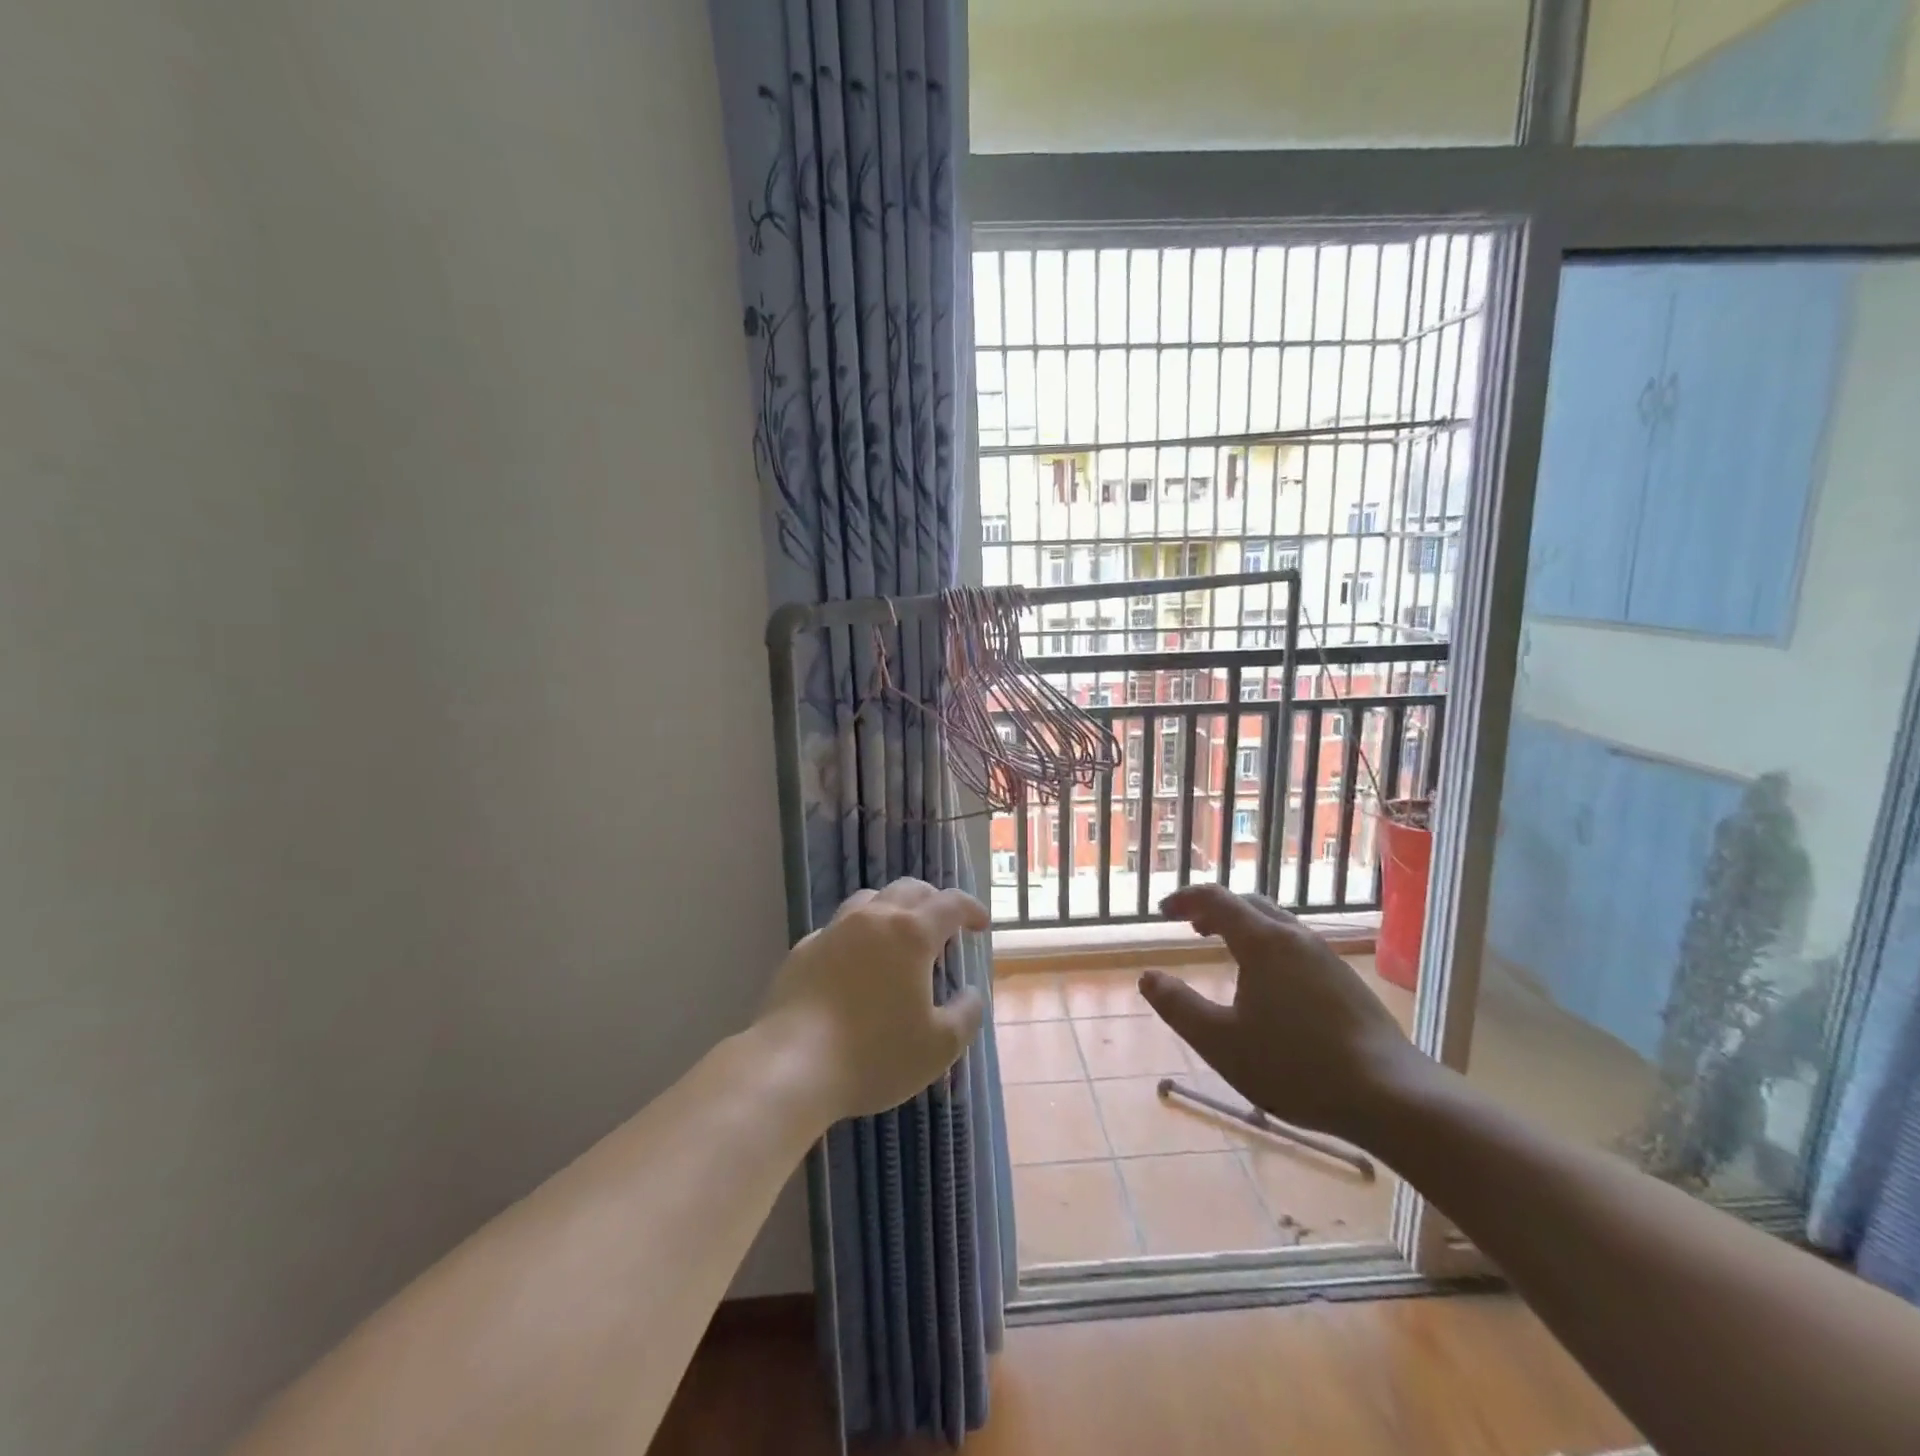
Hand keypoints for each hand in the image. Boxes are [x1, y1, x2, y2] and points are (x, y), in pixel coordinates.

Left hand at [758, 879, 989, 1122]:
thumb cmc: (874, 1054)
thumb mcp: (939, 1047)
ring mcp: (834, 930)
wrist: (792, 1065)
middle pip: (910, 889)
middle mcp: (873, 919)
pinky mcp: (804, 949)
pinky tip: (856, 962)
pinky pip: (838, 928)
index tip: (981, 924)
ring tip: (899, 934)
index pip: (951, 904)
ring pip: (870, 900)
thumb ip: (965, 1015)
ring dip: (893, 908)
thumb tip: (970, 993)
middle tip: (944, 925)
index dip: (971, 909)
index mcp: (911, 934)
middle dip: (933, 901)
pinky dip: (857, 934)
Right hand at [1140, 884, 1419, 1139]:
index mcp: (1262, 942)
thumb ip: (1179, 1007)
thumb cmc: (1296, 1066)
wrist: (1392, 1096)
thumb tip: (1147, 977)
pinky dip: (1268, 945)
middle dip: (1215, 909)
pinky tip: (1269, 982)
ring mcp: (1325, 957)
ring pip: (1276, 924)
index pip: (1216, 899)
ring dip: (1244, 926)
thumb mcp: (1221, 1042)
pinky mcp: (1345, 981)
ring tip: (1226, 949)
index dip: (1185, 899)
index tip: (1162, 912)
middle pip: (1249, 904)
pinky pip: (1295, 945)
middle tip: (1191, 927)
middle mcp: (1295, 937)